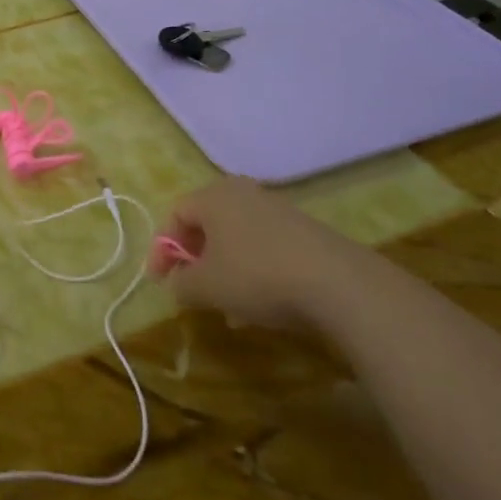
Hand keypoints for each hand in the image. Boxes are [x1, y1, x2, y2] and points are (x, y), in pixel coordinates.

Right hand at [154, 176, 366, 329]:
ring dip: (224, 269)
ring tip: (227, 306)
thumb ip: (181, 284)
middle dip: (195, 259)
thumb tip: (177, 283)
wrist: (340, 284)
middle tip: (191, 289)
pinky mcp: (305, 231)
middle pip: (207, 224)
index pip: (175, 215)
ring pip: (237, 239)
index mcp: (213, 195)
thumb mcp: (206, 287)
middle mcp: (243, 193)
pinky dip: (252, 270)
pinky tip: (260, 304)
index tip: (160, 282)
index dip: (162, 249)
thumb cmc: (257, 276)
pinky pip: (264, 247)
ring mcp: (277, 209)